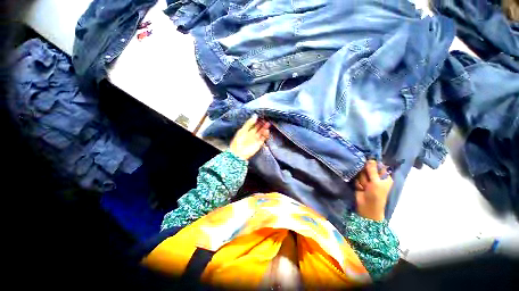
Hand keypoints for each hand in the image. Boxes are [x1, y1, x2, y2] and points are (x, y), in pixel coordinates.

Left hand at [229, 115, 269, 159]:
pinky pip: (264, 138)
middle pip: (259, 128)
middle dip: (263, 125)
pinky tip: (267, 131)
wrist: (239, 152)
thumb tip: (255, 116)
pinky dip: (266, 135)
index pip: (254, 124)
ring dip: (265, 129)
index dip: (258, 121)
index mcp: (247, 130)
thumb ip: (249, 123)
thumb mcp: (243, 130)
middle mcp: (252, 135)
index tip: (261, 118)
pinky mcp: (259, 144)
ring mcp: (255, 139)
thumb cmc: (238, 141)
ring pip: (262, 133)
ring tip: (267, 125)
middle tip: (266, 121)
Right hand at [354, 160, 392, 220]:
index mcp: (384, 176)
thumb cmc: (376, 195)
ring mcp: (367, 180)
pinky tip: (360, 188)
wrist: (367, 206)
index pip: (379, 165)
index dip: (373, 163)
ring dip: (362, 180)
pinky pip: (356, 178)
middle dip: (366, 174)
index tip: (368, 161)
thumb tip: (370, 159)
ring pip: (361, 173)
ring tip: (364, 187)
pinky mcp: (360, 182)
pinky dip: (358, 183)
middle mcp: (376, 177)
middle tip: (368, 181)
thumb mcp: (376, 182)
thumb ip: (372, 170)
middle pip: (368, 168)